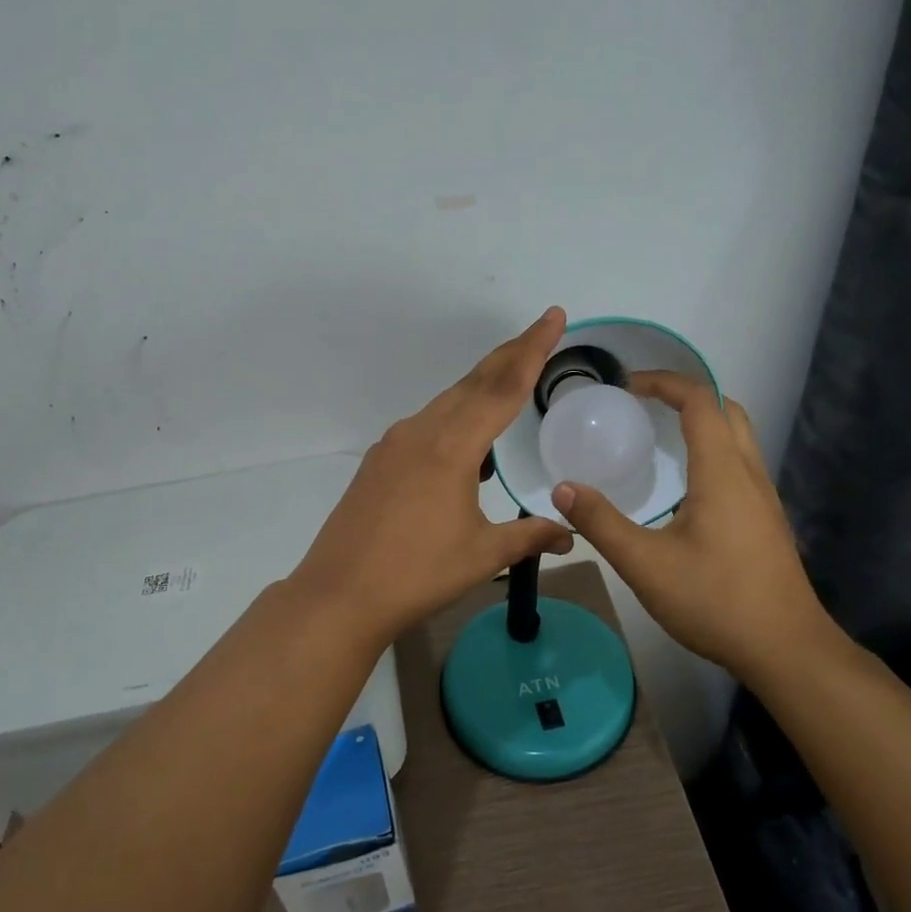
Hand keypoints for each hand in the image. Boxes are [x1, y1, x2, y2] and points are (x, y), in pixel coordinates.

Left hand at [290, 309, 575, 645]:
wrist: (339, 594)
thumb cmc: (417, 574)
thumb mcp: (482, 555)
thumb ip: (530, 536)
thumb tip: (570, 533)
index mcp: (452, 447)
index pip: (503, 387)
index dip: (532, 350)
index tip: (553, 317)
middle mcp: (422, 432)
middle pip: (474, 382)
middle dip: (510, 355)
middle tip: (540, 332)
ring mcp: (394, 444)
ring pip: (447, 402)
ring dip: (481, 386)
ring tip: (510, 379)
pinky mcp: (379, 461)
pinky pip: (426, 424)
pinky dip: (454, 418)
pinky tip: (466, 442)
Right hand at [550, 372, 830, 677]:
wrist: (786, 649)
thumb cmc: (715, 600)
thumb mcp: (644, 564)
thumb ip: (601, 523)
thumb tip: (562, 488)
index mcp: (722, 472)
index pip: (699, 400)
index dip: (664, 382)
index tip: (628, 386)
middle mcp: (749, 473)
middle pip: (726, 409)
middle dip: (686, 395)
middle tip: (645, 405)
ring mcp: (764, 498)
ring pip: (739, 437)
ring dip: (703, 421)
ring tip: (660, 436)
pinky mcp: (767, 520)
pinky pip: (741, 463)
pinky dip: (713, 450)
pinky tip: (686, 486)